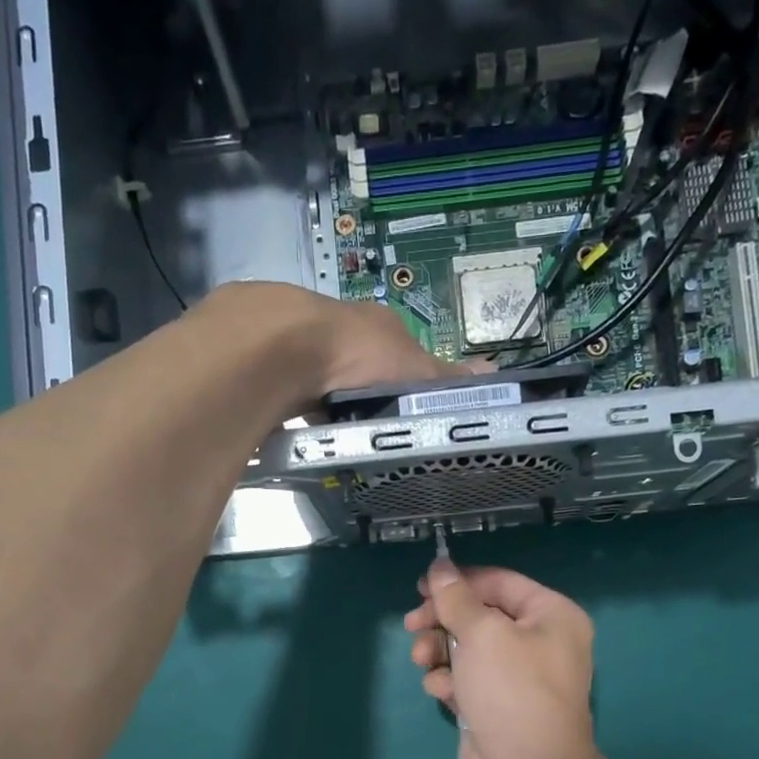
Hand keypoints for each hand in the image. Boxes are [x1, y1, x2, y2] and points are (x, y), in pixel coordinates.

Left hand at [192, 282, 469, 407]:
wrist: (283, 346)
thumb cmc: (358, 354)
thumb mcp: (412, 371)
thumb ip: (445, 378)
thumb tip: (492, 375)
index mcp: (375, 324)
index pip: (398, 353)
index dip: (404, 381)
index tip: (404, 412)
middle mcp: (338, 324)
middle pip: (356, 364)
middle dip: (361, 392)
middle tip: (368, 429)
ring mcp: (298, 339)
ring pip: (319, 375)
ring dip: (325, 398)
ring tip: (333, 434)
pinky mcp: (266, 358)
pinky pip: (288, 387)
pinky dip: (296, 406)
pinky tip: (299, 427)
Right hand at [404, 561, 597, 758]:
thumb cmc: (512, 691)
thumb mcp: (482, 634)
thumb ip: (456, 598)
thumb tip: (440, 565)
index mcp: (550, 615)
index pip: (498, 582)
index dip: (458, 581)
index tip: (420, 586)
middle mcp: (537, 641)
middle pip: (479, 615)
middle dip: (443, 619)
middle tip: (412, 624)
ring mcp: (515, 676)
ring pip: (466, 648)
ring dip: (439, 651)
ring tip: (423, 662)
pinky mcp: (494, 704)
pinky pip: (465, 679)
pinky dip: (449, 682)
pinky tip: (442, 693)